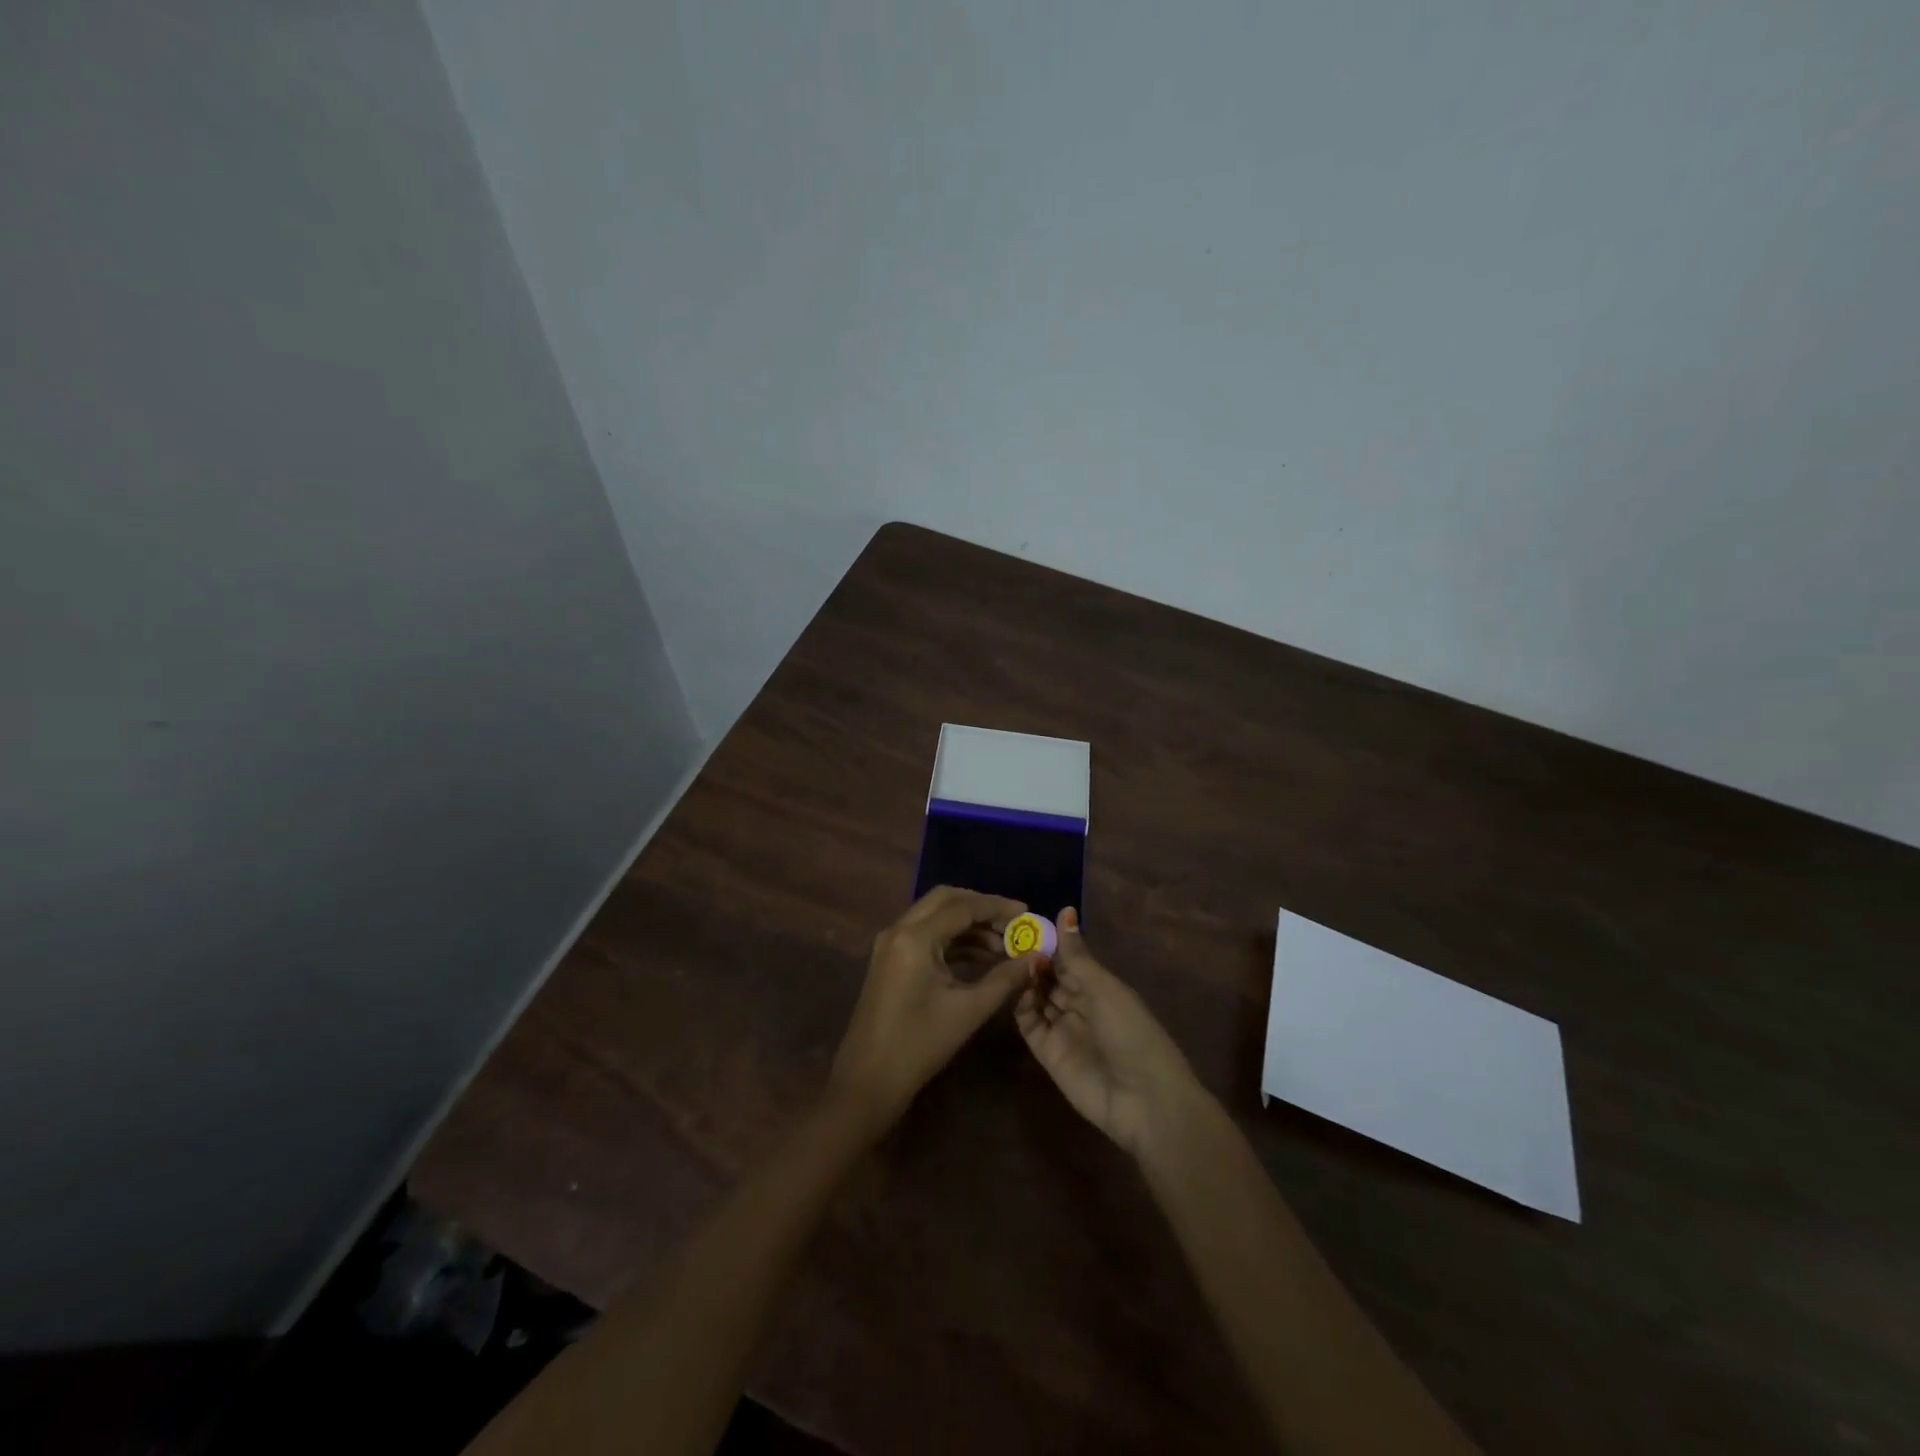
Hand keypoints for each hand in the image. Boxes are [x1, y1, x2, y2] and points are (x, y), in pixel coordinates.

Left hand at [829, 886, 1038, 1130]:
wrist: (868, 1082)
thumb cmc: (919, 1044)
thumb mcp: (968, 1010)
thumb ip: (1005, 979)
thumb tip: (1036, 958)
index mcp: (915, 937)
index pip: (962, 906)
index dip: (997, 907)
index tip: (1027, 913)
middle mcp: (899, 930)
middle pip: (946, 900)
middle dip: (981, 908)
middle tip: (1014, 923)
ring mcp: (891, 944)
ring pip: (935, 916)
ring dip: (968, 925)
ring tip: (1004, 946)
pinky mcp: (890, 960)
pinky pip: (926, 935)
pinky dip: (953, 940)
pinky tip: (980, 958)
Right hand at [1015, 908, 1202, 1158]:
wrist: (1142, 1099)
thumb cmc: (1131, 1032)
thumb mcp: (1104, 988)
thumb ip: (1077, 955)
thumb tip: (1065, 910)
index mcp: (1100, 987)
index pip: (1069, 958)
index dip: (1050, 942)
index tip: (1025, 922)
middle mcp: (1080, 1004)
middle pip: (1051, 977)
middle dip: (1034, 959)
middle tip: (1008, 939)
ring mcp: (1062, 1028)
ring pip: (1037, 997)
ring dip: (1026, 979)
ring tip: (1008, 959)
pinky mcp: (1047, 1052)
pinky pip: (1029, 1023)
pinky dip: (1021, 1005)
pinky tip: (1014, 988)